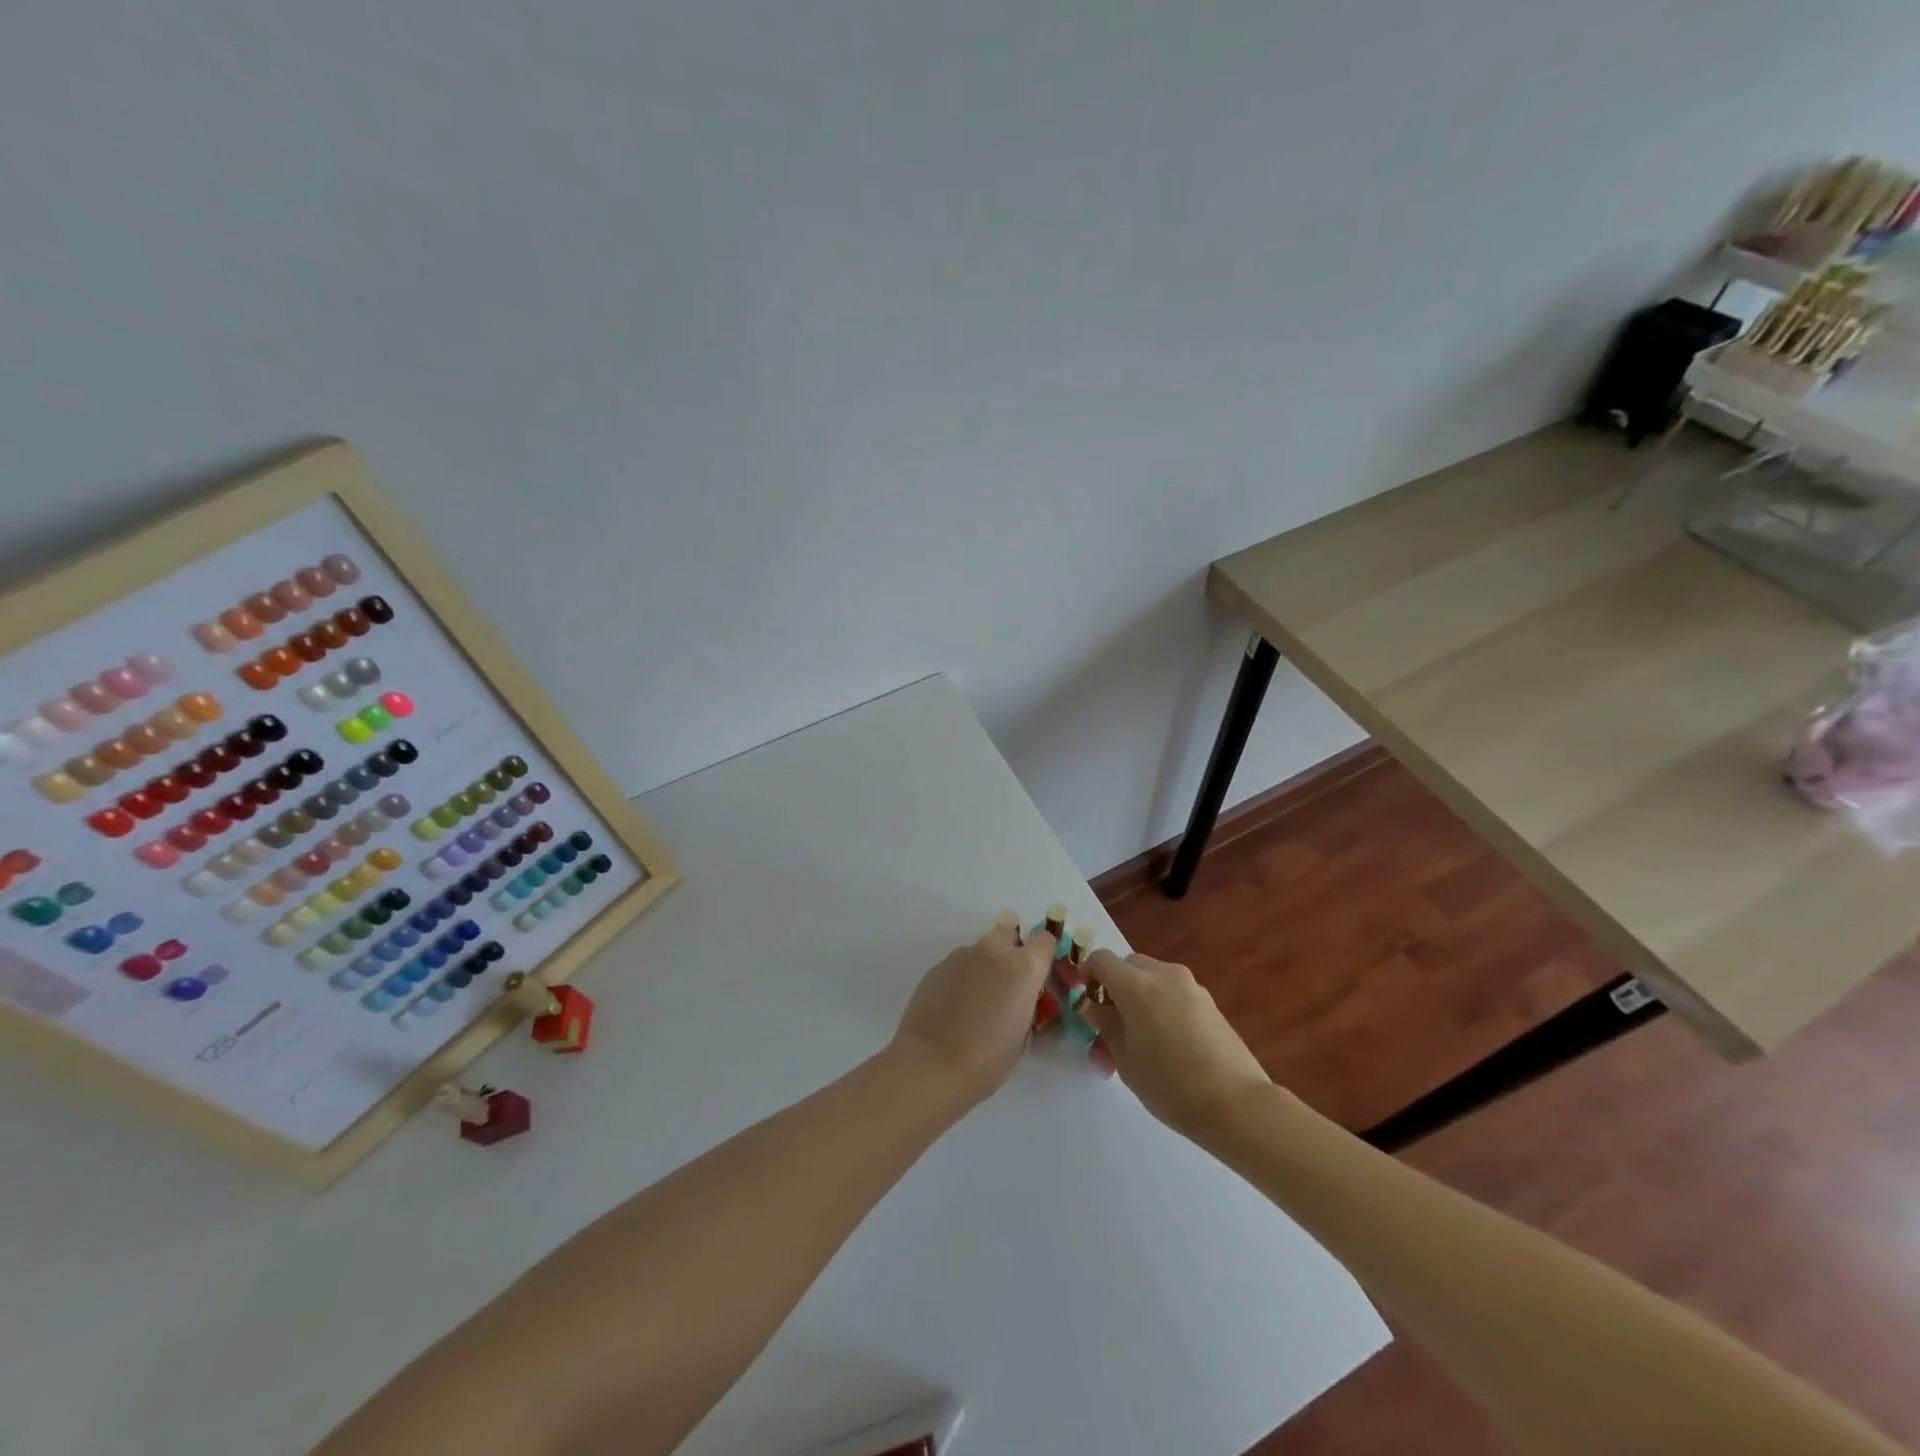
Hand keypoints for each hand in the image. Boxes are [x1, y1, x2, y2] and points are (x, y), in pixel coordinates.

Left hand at [890, 921, 1057, 1107]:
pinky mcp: (937, 966)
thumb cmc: (987, 1059)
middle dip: (1012, 953)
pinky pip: (959, 964)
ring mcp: (962, 955)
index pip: (1045, 940)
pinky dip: (963, 978)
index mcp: (1023, 968)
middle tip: (1007, 987)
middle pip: (1009, 934)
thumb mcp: (1024, 1037)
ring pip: (982, 950)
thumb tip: (1028, 1001)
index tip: (1039, 978)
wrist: (931, 1064)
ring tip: (976, 1003)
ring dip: (985, 967)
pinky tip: (954, 1007)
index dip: (1044, 956)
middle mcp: (993, 951)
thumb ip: (1030, 1007)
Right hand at [1079, 950, 1270, 1140]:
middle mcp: (1164, 975)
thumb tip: (1095, 1009)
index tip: (1085, 1000)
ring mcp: (1191, 986)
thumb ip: (1106, 1027)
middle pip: (1129, 964)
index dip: (1088, 974)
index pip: (1101, 960)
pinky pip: (1174, 991)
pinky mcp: (1210, 1002)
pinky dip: (1162, 1003)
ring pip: (1154, 976)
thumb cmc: (1171, 1086)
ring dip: (1140, 994)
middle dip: (1115, 984)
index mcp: (1136, 985)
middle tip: (1112, 1021)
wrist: (1237, 1105)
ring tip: (1141, 1035)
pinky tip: (1168, 1042)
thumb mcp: (1126, 1061)